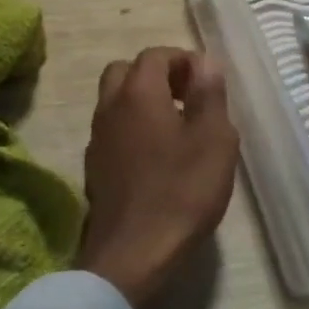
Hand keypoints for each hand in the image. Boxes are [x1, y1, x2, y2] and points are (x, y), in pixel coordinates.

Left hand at [77, 47, 239, 308]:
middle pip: (125, 72)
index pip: (154, 55)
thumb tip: (204, 61)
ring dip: (142, 102)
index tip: (206, 81)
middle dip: (157, 75)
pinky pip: (112, 131)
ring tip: (178, 127)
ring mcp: (97, 139)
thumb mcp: (214, 139)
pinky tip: (157, 157)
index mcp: (138, 93)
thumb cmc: (182, 191)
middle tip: (187, 97)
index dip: (182, 60)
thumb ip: (209, 94)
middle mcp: (109, 108)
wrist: (134, 252)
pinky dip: (132, 129)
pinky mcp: (95, 168)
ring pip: (115, 102)